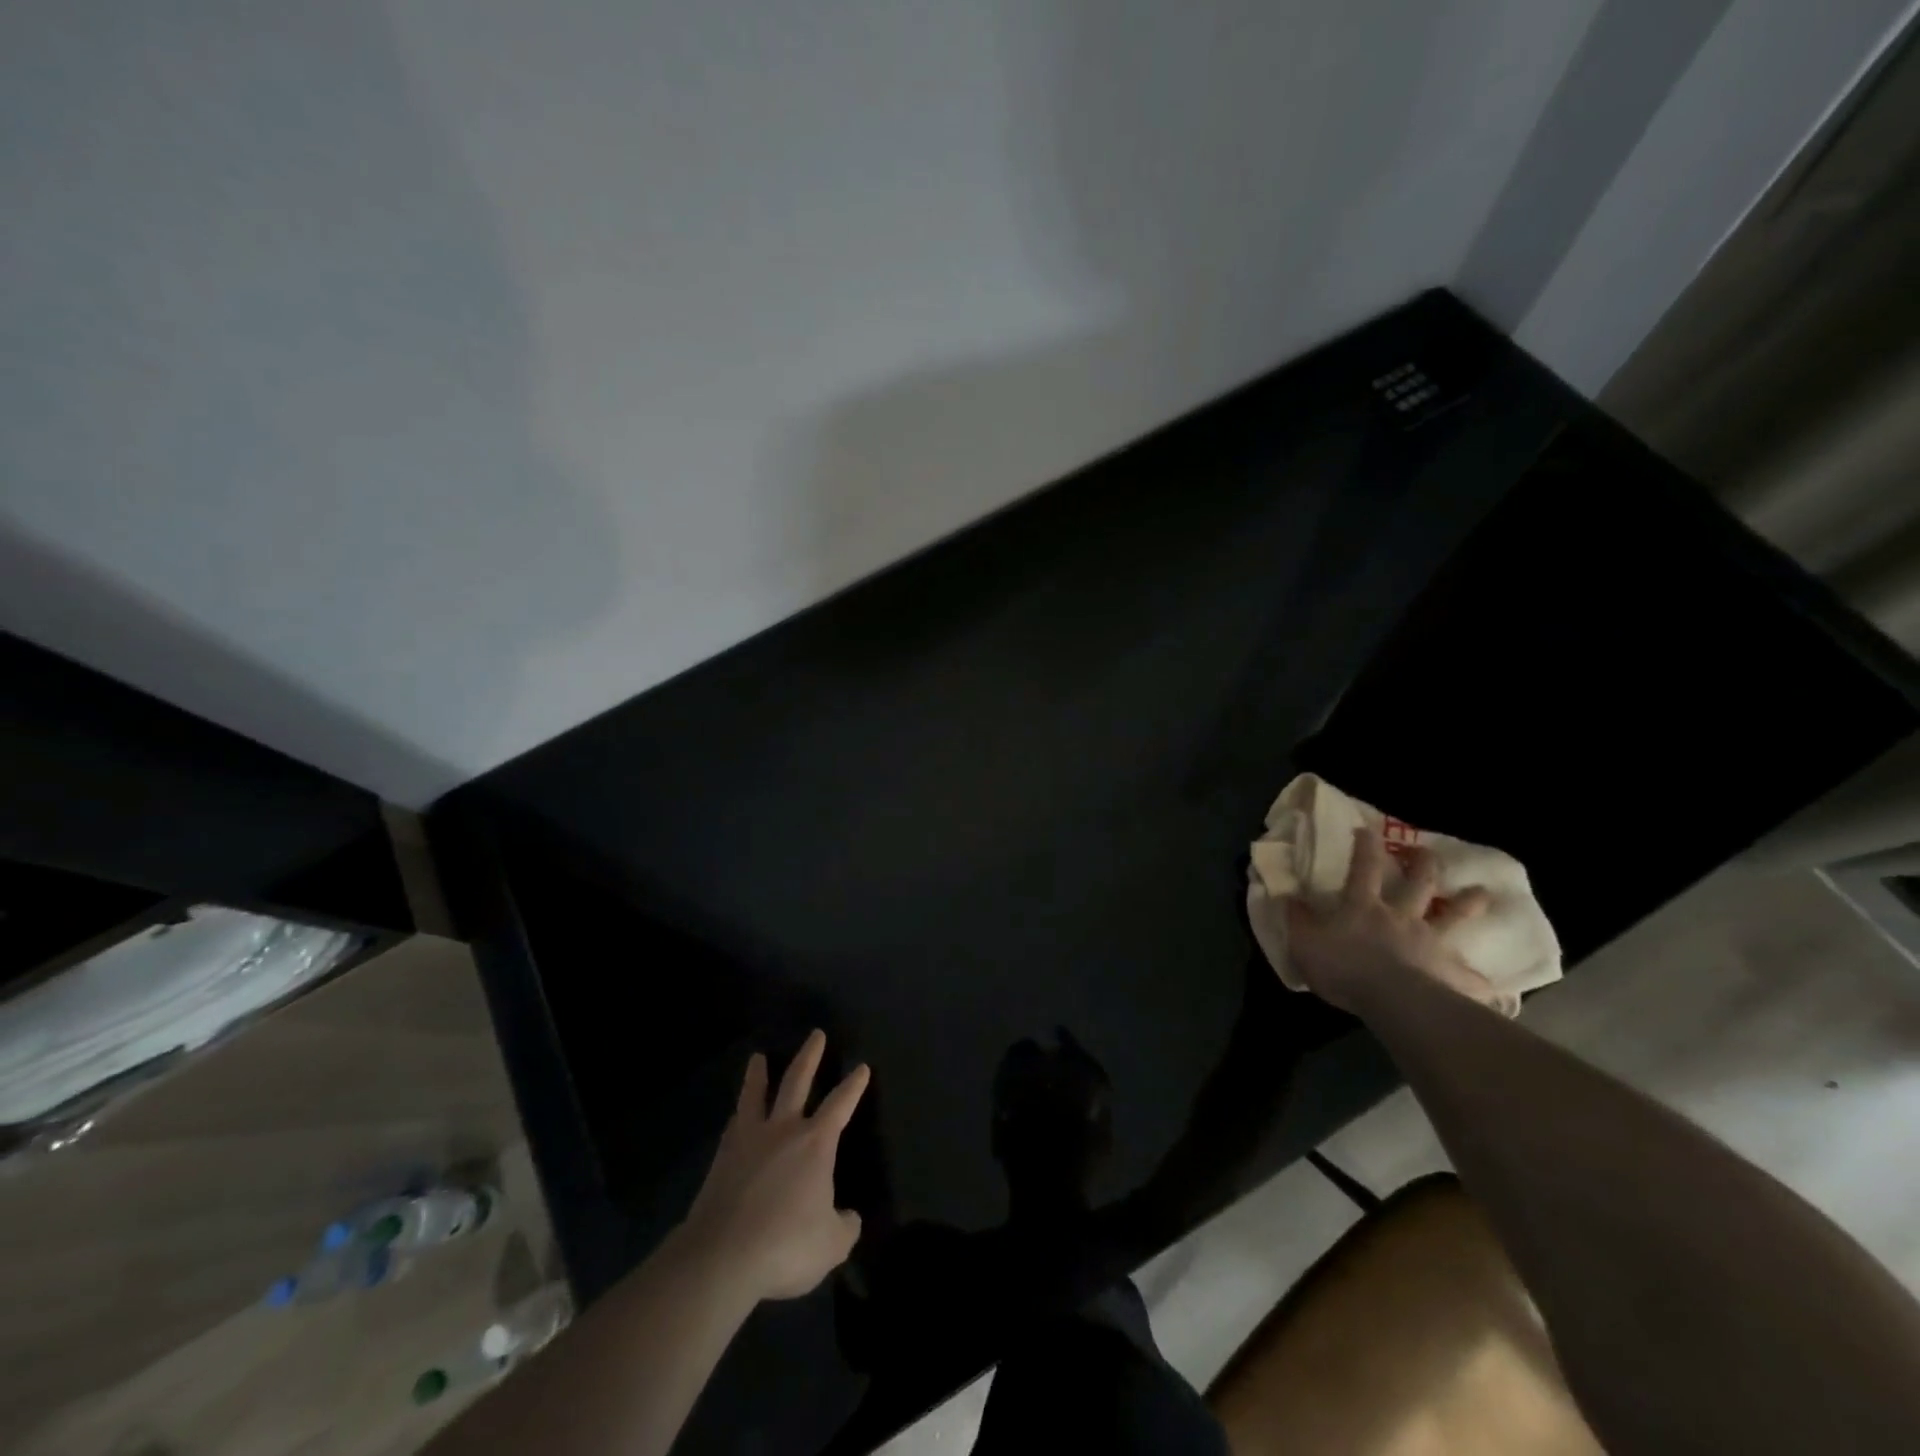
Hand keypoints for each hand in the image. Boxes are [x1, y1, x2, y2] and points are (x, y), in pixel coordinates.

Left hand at [678, 1030, 868, 1301]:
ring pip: (756, 1095)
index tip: (861, 1067)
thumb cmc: (785, 1245)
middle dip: (810, 1056)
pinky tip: (737, 1115)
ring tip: (757, 1058)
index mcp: (816, 1143)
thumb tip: (848, 1218)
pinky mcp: (722, 1158)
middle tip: (816, 1034)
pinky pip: (734, 1125)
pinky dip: (739, 1114)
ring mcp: (749, 1140)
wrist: (722, 1256)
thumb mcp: (831, 1245)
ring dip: (758, 1075)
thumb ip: (844, 1227)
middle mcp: (784, 1129)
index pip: (841, 1104)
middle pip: (798, 1081)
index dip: (853, 1086)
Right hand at [1278, 829, 1499, 1013]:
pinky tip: (1495, 986)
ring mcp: (1429, 942)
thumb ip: (1296, 919)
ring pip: (1452, 917)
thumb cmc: (1343, 967)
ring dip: (1467, 903)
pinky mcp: (1449, 973)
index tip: (1368, 830)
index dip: (1365, 847)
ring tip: (1482, 892)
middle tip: (1427, 851)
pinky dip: (1480, 980)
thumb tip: (1287, 896)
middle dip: (1422, 864)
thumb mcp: (1304, 941)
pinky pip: (1468, 976)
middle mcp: (1401, 916)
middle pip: (1417, 884)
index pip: (1364, 868)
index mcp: (1364, 906)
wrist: (1392, 1000)